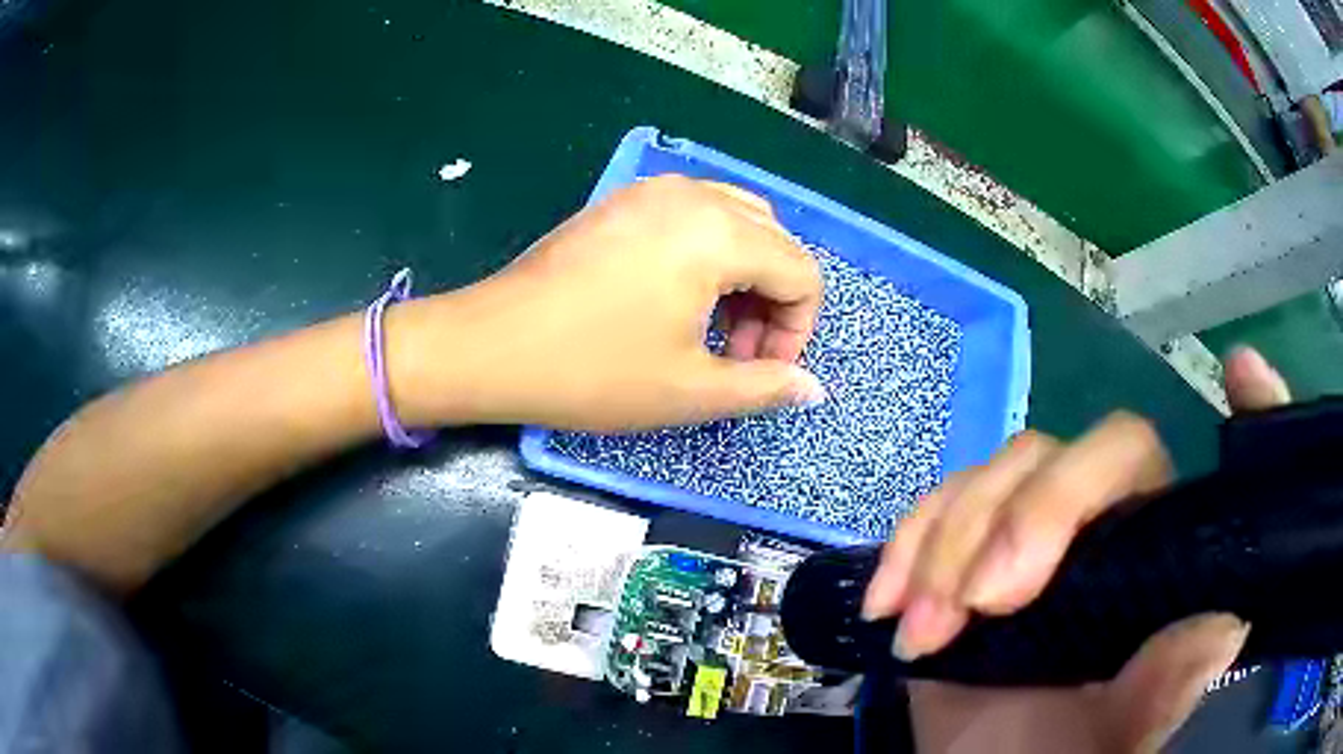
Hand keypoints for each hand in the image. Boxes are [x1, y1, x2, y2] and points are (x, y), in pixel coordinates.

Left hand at [389, 174, 824, 430]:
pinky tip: (677, 298)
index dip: (797, 330)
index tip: (763, 371)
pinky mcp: (621, 202)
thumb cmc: (593, 371)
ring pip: (735, 221)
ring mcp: (652, 191)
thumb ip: (765, 386)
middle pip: (773, 240)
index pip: (801, 272)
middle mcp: (693, 194)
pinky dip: (708, 254)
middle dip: (772, 301)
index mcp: (719, 233)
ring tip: (712, 327)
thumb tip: (813, 388)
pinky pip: (693, 215)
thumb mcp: (690, 390)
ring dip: (744, 275)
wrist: (491, 345)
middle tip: (738, 353)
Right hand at [860, 346, 1289, 752]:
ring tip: (924, 629)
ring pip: (1004, 469)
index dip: (1244, 408)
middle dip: (1029, 514)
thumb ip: (1162, 691)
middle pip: (1085, 452)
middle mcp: (1109, 526)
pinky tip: (889, 602)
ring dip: (950, 543)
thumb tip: (1223, 630)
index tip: (1243, 371)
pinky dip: (908, 543)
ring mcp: (1034, 530)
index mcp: (1158, 560)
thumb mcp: (1110, 739)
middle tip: (981, 602)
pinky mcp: (969, 545)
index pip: (1196, 476)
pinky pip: (938, 503)